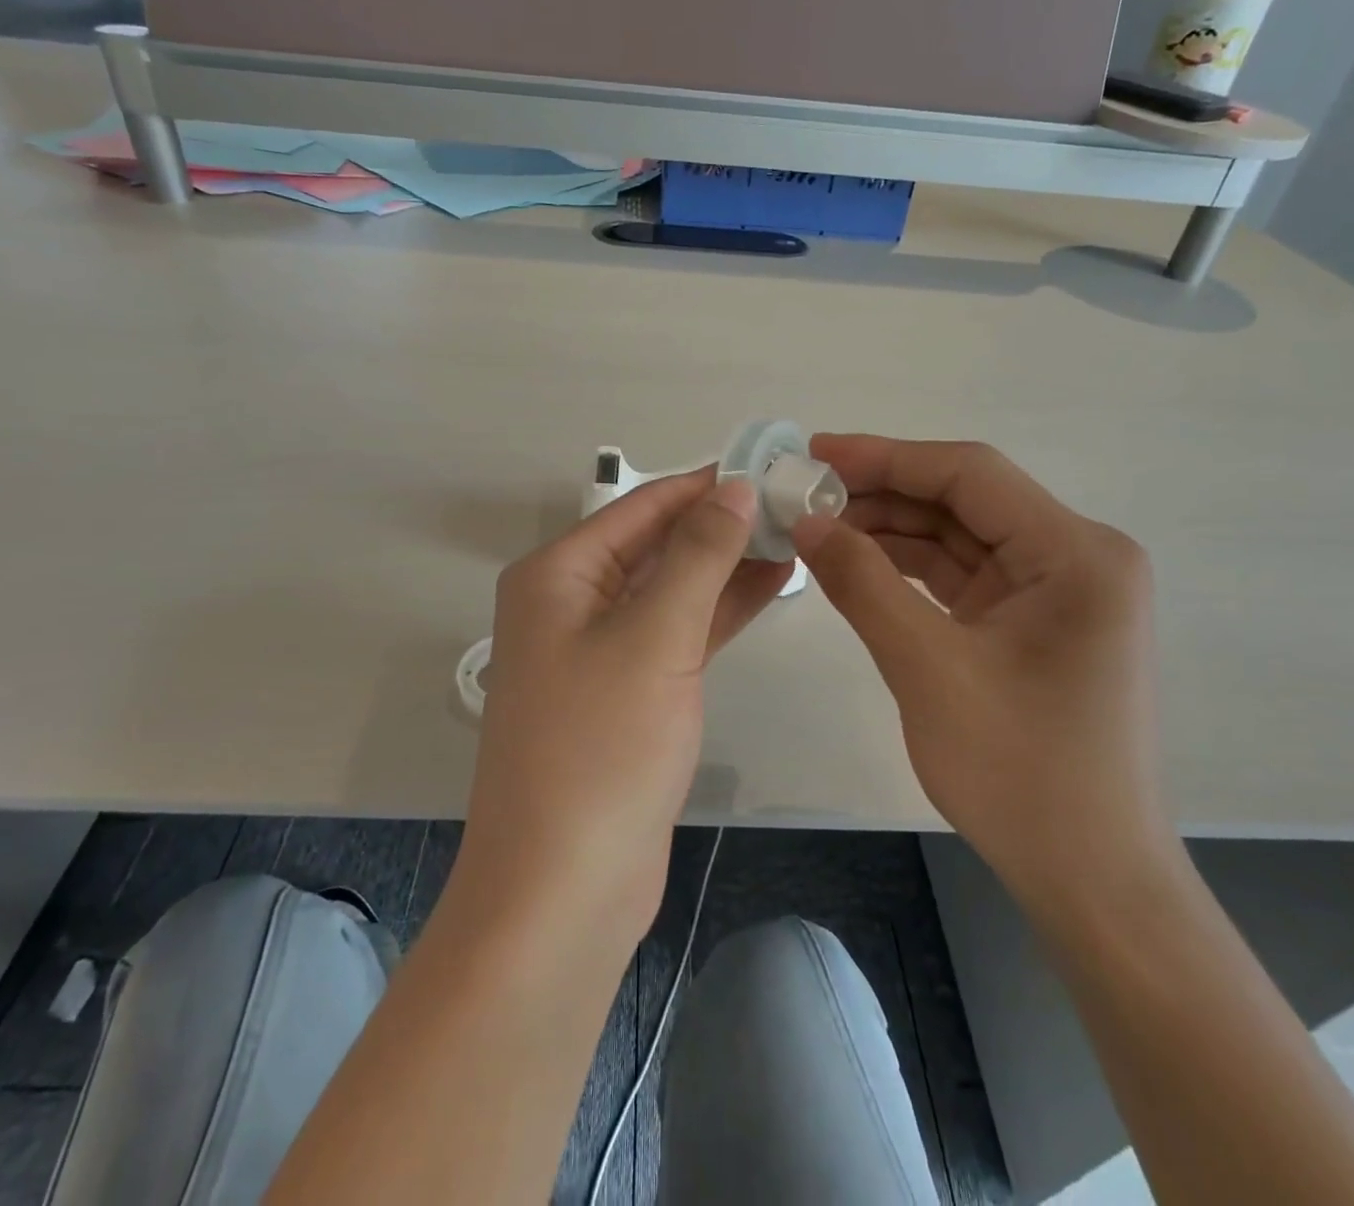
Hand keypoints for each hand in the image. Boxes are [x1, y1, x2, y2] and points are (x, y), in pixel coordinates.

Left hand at [454, 470, 792, 954]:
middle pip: (656, 545)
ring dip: (726, 566)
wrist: (563, 889)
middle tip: (795, 505)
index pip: (641, 507)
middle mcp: (571, 602)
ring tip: (795, 539)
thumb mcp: (654, 636)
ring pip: (672, 588)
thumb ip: (698, 555)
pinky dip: (719, 610)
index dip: (704, 484)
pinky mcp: (628, 692)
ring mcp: (599, 649)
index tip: (769, 466)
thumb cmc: (600, 748)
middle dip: (721, 525)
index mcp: (558, 575)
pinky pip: (677, 632)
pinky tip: (770, 588)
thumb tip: (735, 487)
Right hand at [793, 435, 1174, 913]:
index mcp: (1076, 553)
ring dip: (891, 530)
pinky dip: (908, 568)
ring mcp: (1056, 592)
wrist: (1090, 879)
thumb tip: (806, 522)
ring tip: (818, 527)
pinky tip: (856, 564)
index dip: (886, 456)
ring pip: (959, 537)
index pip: (969, 474)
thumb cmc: (1020, 773)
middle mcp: (1077, 558)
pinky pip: (963, 576)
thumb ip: (862, 584)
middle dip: (882, 494)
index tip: (815, 453)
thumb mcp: (927, 668)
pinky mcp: (1033, 623)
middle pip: (964, 501)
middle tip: (805, 495)